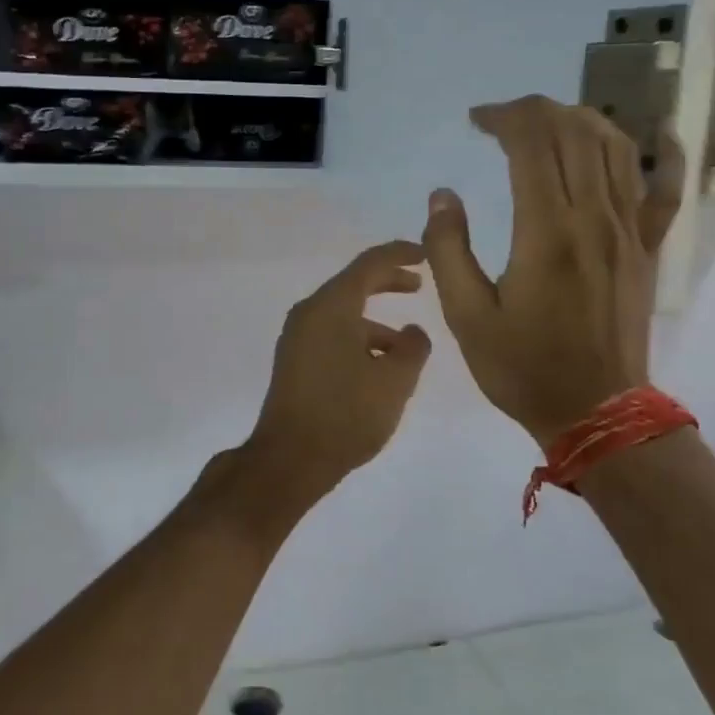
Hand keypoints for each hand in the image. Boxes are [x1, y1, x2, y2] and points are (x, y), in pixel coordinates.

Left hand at [241, 240, 432, 500]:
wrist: (289, 460)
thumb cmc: (346, 414)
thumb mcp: (395, 381)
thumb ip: (413, 348)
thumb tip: (413, 332)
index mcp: (332, 306)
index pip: (370, 264)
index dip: (400, 254)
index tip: (425, 254)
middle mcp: (310, 313)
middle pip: (353, 284)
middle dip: (388, 282)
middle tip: (418, 285)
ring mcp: (297, 338)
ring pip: (343, 314)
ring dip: (375, 321)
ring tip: (407, 345)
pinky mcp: (294, 361)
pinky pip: (332, 334)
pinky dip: (358, 338)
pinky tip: (378, 367)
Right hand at [422, 96, 681, 446]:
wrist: (597, 413)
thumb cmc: (524, 368)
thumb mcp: (467, 317)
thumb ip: (448, 250)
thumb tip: (443, 195)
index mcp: (546, 231)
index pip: (532, 142)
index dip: (503, 117)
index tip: (476, 121)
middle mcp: (594, 217)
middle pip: (574, 132)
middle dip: (536, 111)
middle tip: (503, 120)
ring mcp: (629, 230)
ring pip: (616, 148)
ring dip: (582, 120)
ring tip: (550, 123)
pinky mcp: (648, 248)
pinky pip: (667, 189)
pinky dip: (667, 153)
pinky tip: (659, 131)